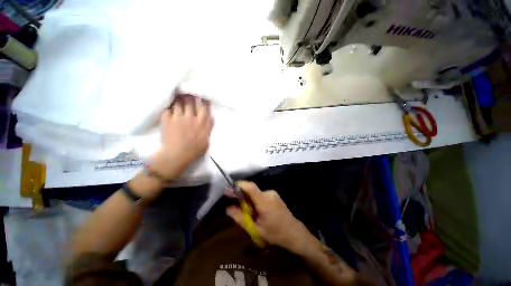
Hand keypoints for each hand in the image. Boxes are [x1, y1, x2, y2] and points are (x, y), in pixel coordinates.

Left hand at [150, 94, 213, 179]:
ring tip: (178, 95)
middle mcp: (190, 118)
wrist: (177, 156)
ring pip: (179, 103)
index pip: (204, 108)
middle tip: (189, 92)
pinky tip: (169, 105)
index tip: (202, 95)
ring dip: (180, 99)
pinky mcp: (167, 120)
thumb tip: (211, 117)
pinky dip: (169, 106)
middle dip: (190, 96)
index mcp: (201, 123)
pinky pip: (168, 109)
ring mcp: (178, 118)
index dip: (203, 100)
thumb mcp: (207, 140)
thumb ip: (209, 128)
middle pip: (191, 102)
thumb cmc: (194, 150)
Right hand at [226, 181, 313, 253]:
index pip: (251, 187)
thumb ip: (240, 218)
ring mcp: (273, 193)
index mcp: (264, 201)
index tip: (229, 189)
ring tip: (249, 213)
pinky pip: (261, 195)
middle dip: (242, 196)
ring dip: (249, 200)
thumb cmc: (275, 234)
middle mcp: (269, 193)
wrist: (294, 234)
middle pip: (251, 190)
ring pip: (256, 193)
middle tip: (235, 206)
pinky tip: (257, 211)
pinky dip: (255, 200)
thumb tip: (228, 208)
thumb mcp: (255, 230)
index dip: (240, 185)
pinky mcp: (275, 195)